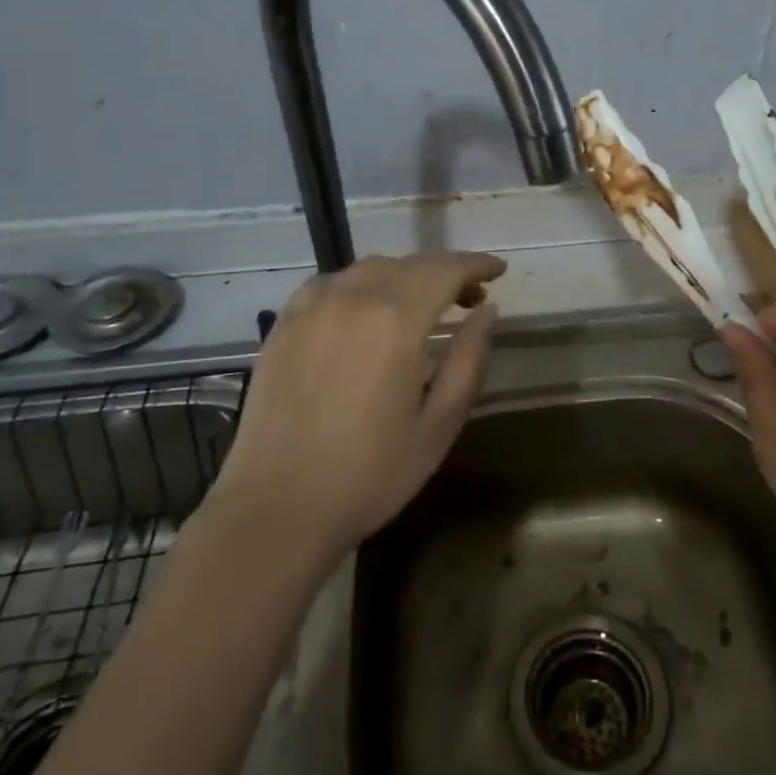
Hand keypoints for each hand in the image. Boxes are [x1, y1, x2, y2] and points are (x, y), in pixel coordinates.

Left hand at [211, 252, 506, 556]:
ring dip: (404, 276)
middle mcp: (352, 299)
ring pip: (368, 269)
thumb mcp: (439, 424)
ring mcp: (311, 309)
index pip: (445, 270)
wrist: (276, 510)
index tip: (498, 271)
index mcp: (395, 322)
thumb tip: (487, 312)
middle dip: (446, 271)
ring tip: (420, 305)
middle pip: (409, 264)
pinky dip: (359, 285)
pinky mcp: (282, 326)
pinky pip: (329, 284)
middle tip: (469, 298)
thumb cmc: (370, 475)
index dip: (476, 265)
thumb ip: (469, 360)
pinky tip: (364, 311)